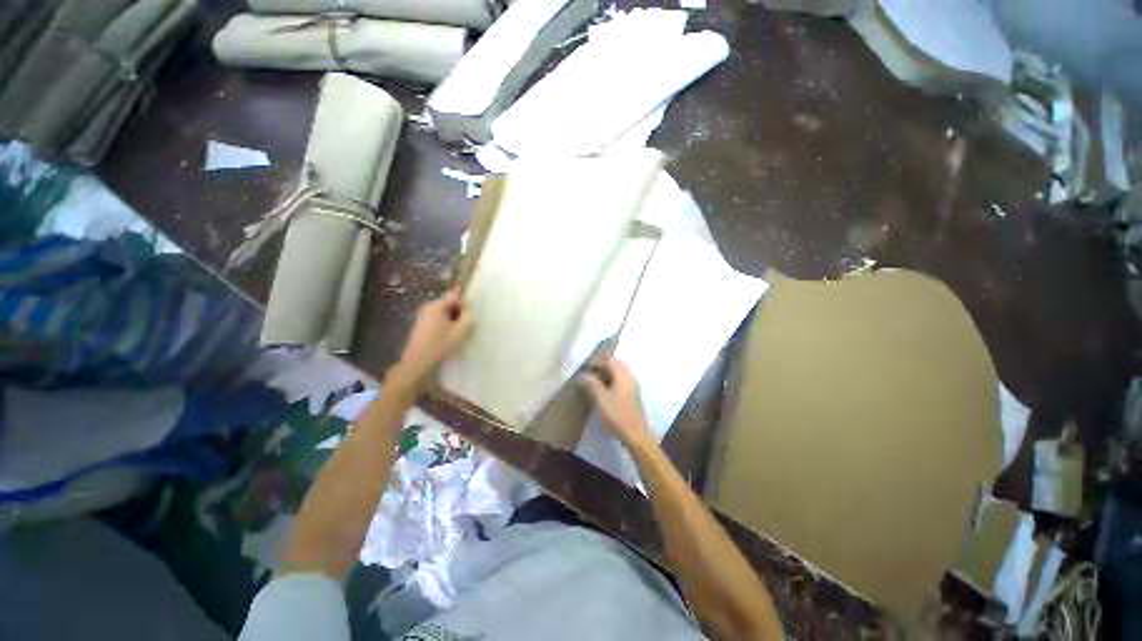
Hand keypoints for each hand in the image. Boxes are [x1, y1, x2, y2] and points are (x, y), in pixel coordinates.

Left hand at [390, 287, 472, 391]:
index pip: (455, 295)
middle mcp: (428, 307)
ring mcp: (423, 316)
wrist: (417, 362)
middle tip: (467, 322)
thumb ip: (467, 315)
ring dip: (452, 317)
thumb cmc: (440, 344)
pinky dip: (445, 323)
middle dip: (459, 310)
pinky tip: (449, 335)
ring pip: (443, 312)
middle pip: (449, 303)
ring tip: (459, 330)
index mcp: (437, 305)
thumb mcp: (460, 330)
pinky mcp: (421, 325)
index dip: (465, 298)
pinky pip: (437, 318)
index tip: (473, 305)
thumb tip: (467, 307)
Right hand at [580, 356, 652, 449]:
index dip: (596, 361)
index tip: (584, 367)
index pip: (609, 359)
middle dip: (600, 367)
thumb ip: (591, 383)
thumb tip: (582, 374)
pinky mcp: (632, 395)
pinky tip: (601, 391)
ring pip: (617, 374)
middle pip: (614, 365)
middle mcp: (629, 377)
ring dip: (604, 375)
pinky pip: (620, 382)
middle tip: (586, 373)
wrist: (636, 434)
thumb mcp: (601, 398)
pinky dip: (610, 382)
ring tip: (591, 381)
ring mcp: (632, 386)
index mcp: (623, 374)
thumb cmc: (617, 414)